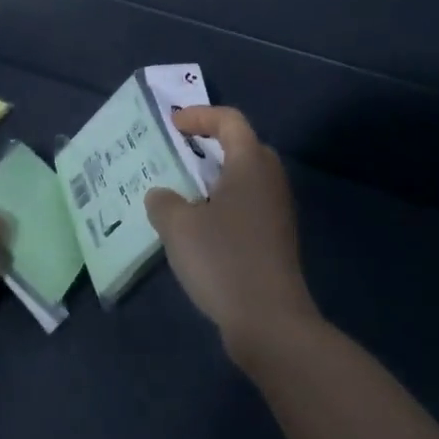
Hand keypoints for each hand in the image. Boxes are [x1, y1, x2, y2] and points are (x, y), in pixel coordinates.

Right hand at [144, 106, 320, 364]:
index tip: (173, 126)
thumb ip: (163, 202)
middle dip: (211, 145)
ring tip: (184, 192)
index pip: (230, 120)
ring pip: (246, 179)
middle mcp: (270, 180)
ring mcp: (278, 211)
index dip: (200, 116)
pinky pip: (248, 205)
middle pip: (243, 146)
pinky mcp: (277, 239)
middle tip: (181, 154)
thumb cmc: (224, 259)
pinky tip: (200, 228)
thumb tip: (161, 195)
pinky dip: (225, 204)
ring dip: (216, 178)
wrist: (270, 322)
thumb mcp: (178, 226)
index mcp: (250, 164)